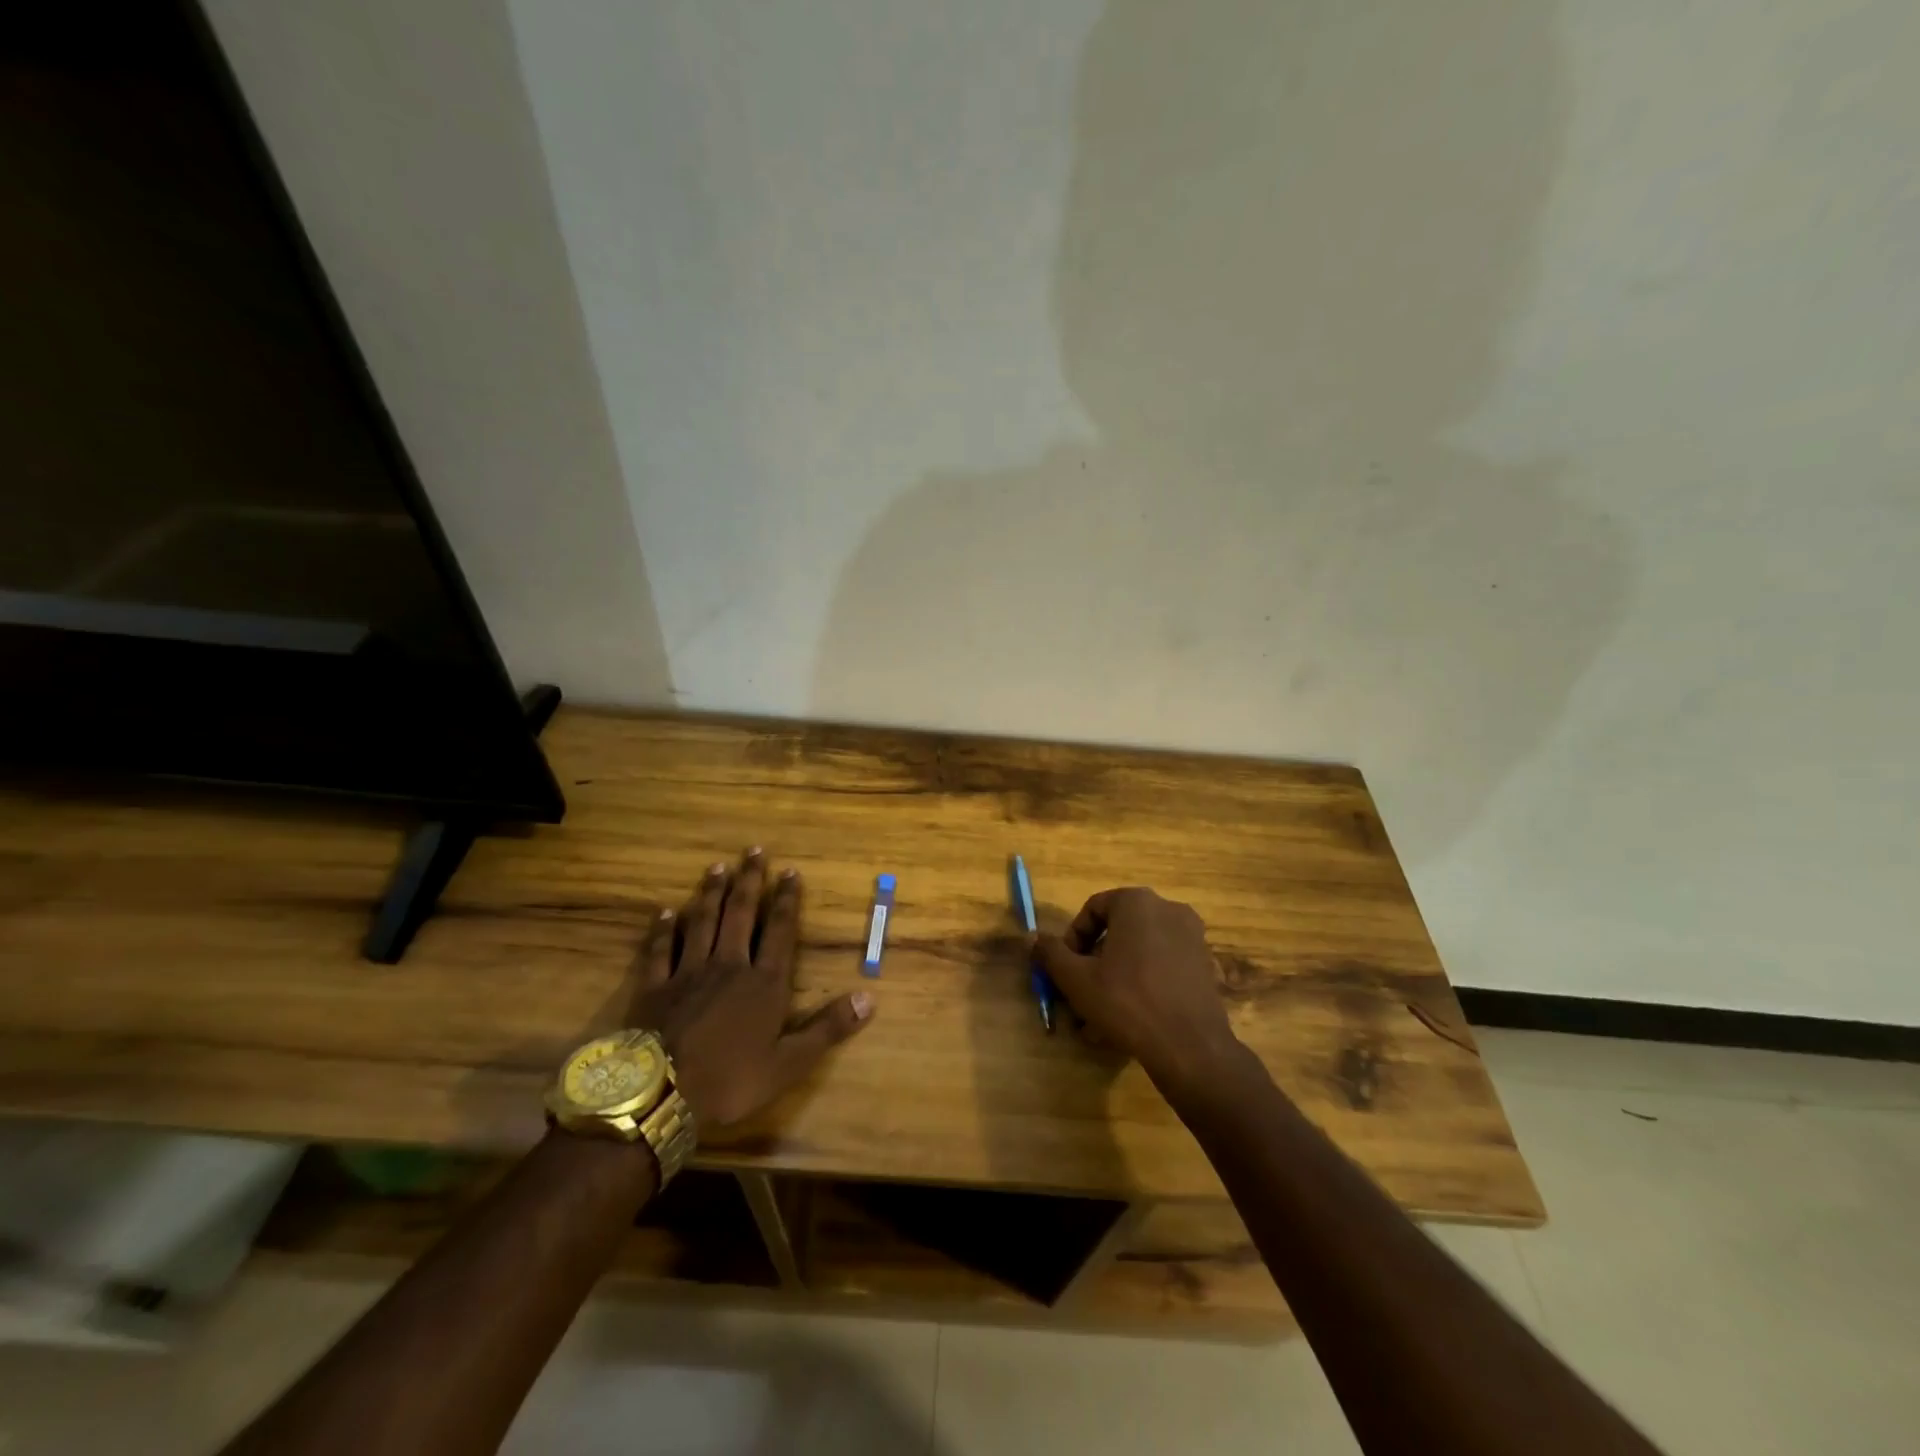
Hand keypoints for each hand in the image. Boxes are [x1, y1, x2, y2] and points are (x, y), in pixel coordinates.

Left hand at [630, 848, 872, 1125]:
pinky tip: (665, 912)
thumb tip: (868, 998)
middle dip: (749, 882)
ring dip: (711, 893)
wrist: (661, 1095)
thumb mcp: (788, 1064)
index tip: (789, 872)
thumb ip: (827, 1029)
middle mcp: (728, 966)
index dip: (786, 900)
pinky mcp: (655, 987)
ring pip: (702, 923)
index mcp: (763, 983)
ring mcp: (688, 973)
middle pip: (740, 915)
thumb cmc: (730, 1080)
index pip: (779, 931)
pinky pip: (660, 950)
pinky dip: (663, 929)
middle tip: (754, 851)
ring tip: (717, 867)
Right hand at [1033, 887, 1244, 1095]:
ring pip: (1139, 952)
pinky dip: (1142, 985)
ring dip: (1114, 978)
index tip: (1064, 969)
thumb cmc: (1127, 1002)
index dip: (1072, 939)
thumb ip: (1050, 953)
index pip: (1093, 909)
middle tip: (1079, 994)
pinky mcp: (1204, 965)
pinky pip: (1162, 967)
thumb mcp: (1077, 979)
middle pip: (1117, 931)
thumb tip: (1030, 937)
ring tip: (1099, 1017)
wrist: (1190, 1047)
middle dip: (1094, 963)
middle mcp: (1168, 909)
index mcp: (1137, 902)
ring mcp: (1191, 937)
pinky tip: (1128, 1021)